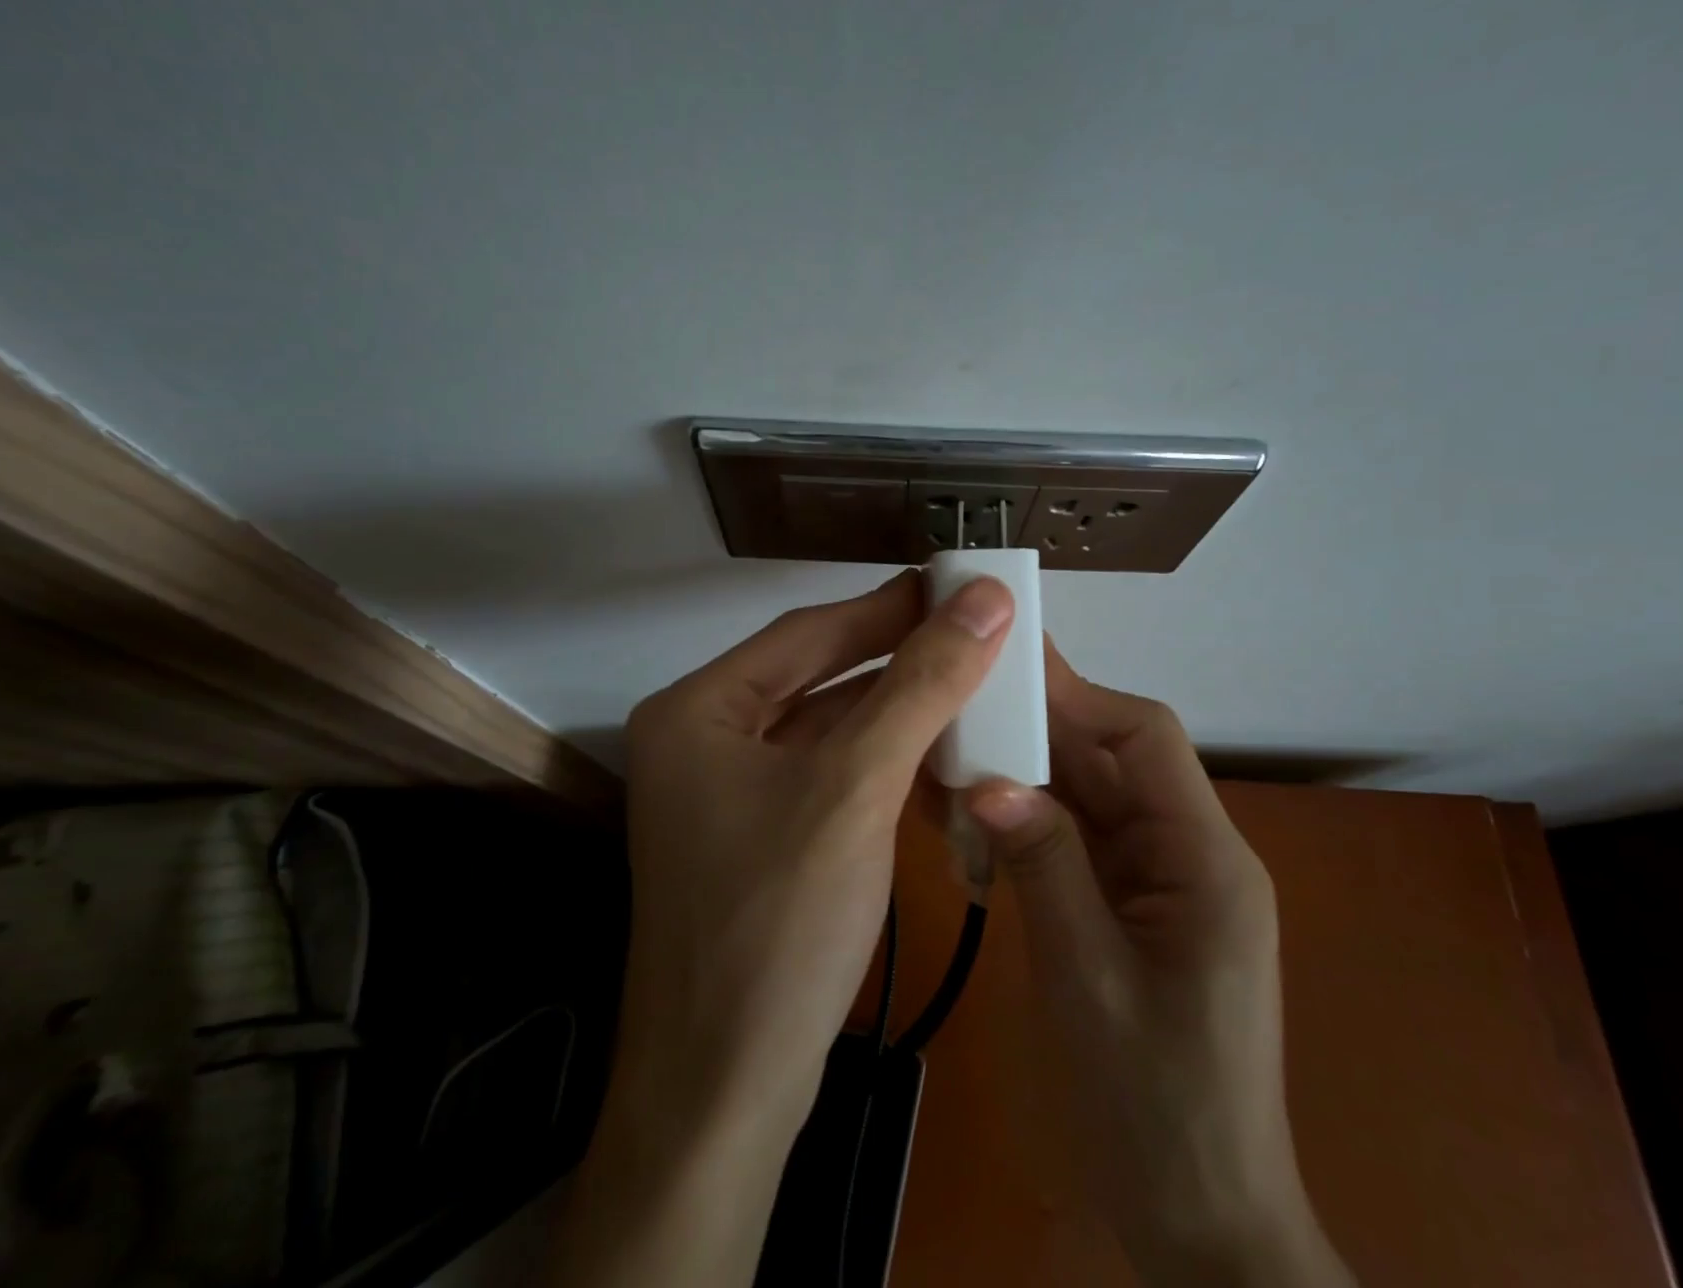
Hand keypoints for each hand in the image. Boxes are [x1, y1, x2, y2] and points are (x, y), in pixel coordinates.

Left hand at [554, 570, 1014, 1287]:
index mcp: (698, 709)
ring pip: (827, 722)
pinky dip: (882, 756)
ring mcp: (727, 789)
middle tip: (975, 626)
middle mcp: (703, 737)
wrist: (726, 1096)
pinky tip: (937, 746)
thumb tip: (984, 600)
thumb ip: (922, 686)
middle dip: (897, 653)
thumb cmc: (778, 925)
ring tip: (970, 675)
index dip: (890, 606)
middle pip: (816, 673)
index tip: (960, 585)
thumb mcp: (857, 788)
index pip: (808, 633)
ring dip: (896, 704)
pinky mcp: (758, 833)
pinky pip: (828, 770)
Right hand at [966, 643, 1352, 1287]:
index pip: (1145, 740)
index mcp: (1204, 859)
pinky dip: (1029, 821)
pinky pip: (1078, 839)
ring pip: (1090, 795)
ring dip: (1027, 773)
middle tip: (962, 697)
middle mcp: (1187, 853)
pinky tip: (975, 816)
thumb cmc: (1157, 1107)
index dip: (1078, 694)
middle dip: (1040, 727)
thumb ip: (1043, 868)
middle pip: (1113, 760)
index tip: (1006, 668)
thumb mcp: (1088, 981)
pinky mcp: (1130, 906)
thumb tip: (986, 779)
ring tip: (955, 749)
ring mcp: (1158, 881)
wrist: (1199, 1224)